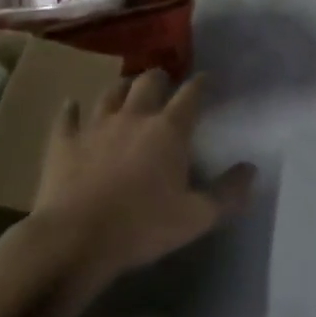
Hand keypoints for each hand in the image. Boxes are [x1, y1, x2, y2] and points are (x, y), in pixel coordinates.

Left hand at [31, 70, 254, 286]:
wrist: (76, 239)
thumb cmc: (142, 227)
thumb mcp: (197, 217)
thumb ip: (228, 193)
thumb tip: (250, 169)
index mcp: (169, 130)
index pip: (191, 95)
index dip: (201, 84)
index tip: (208, 79)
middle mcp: (133, 117)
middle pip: (148, 81)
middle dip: (160, 77)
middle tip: (164, 83)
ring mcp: (95, 126)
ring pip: (110, 92)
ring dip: (122, 88)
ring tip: (127, 91)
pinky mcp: (64, 142)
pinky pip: (67, 117)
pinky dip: (72, 109)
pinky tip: (72, 106)